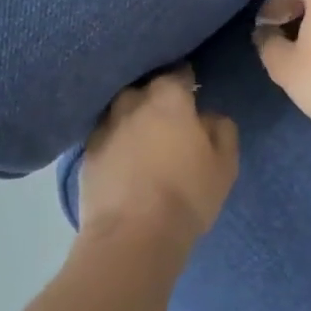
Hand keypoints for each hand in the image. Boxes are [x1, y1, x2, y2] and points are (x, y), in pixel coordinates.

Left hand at [81, 67, 237, 246]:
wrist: (131, 237)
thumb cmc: (186, 195)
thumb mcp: (224, 165)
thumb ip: (221, 130)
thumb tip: (208, 117)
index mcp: (168, 97)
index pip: (178, 73)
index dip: (187, 81)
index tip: (193, 91)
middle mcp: (133, 102)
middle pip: (145, 88)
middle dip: (155, 97)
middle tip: (168, 117)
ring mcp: (105, 126)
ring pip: (121, 110)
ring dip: (131, 117)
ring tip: (142, 136)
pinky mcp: (86, 153)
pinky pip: (105, 136)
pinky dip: (114, 142)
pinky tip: (122, 159)